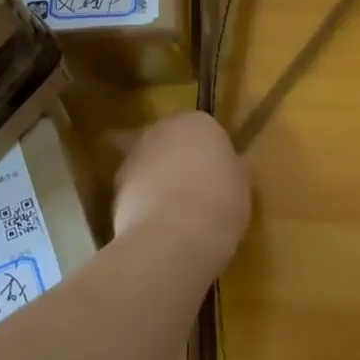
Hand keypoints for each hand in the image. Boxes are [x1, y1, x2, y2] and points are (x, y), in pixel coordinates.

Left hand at [114, 112, 252, 263]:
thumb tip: (230, 167)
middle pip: (173, 141)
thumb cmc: (220, 204)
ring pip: (152, 163)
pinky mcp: (115, 185)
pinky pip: (137, 187)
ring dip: (161, 179)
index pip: (207, 129)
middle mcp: (161, 129)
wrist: (173, 237)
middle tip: (199, 190)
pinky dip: (145, 200)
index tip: (220, 175)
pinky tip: (160, 223)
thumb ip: (233, 168)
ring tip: (177, 211)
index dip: (213, 153)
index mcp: (199, 122)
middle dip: (182, 160)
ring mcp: (134, 156)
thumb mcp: (243, 185)